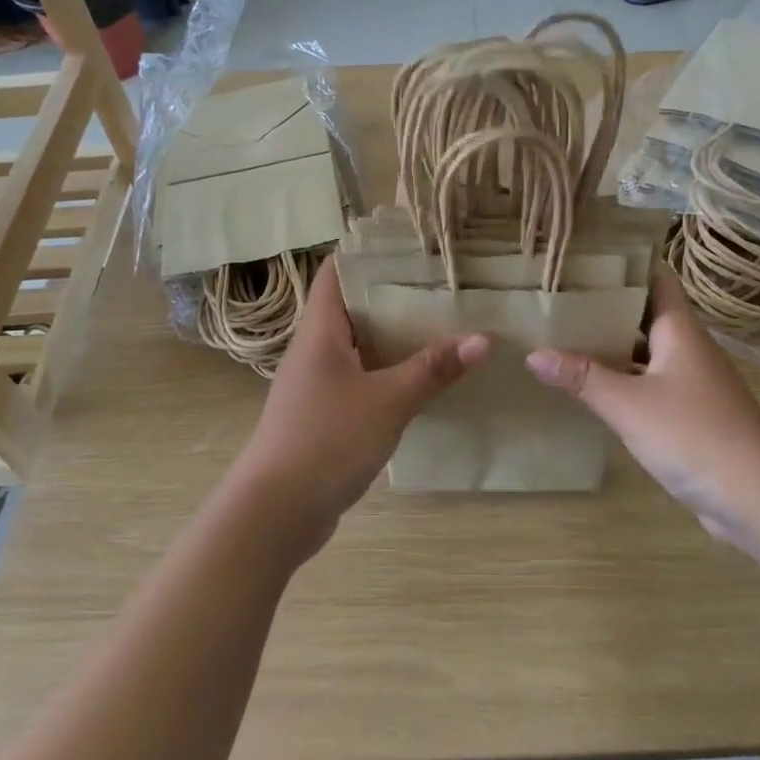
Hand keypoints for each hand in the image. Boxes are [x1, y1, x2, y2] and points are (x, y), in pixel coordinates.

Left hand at [225, 258, 488, 561]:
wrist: (276, 512)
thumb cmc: (328, 440)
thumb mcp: (388, 401)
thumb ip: (434, 369)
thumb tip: (483, 339)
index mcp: (320, 332)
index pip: (338, 273)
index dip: (370, 255)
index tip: (413, 247)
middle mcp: (315, 351)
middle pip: (354, 309)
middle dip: (395, 297)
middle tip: (444, 286)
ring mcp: (317, 385)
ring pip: (360, 348)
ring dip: (395, 339)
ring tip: (443, 325)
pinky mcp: (324, 416)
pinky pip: (361, 381)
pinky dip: (389, 374)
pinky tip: (422, 380)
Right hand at [525, 268, 759, 557]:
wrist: (759, 497)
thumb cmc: (694, 435)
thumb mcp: (629, 404)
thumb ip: (582, 377)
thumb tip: (533, 354)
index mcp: (680, 329)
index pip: (654, 277)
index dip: (621, 265)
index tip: (580, 260)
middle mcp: (687, 348)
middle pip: (644, 314)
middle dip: (604, 306)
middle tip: (555, 299)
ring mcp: (691, 383)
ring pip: (645, 352)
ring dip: (611, 346)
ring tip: (561, 337)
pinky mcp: (690, 415)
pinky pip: (649, 385)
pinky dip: (622, 381)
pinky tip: (590, 389)